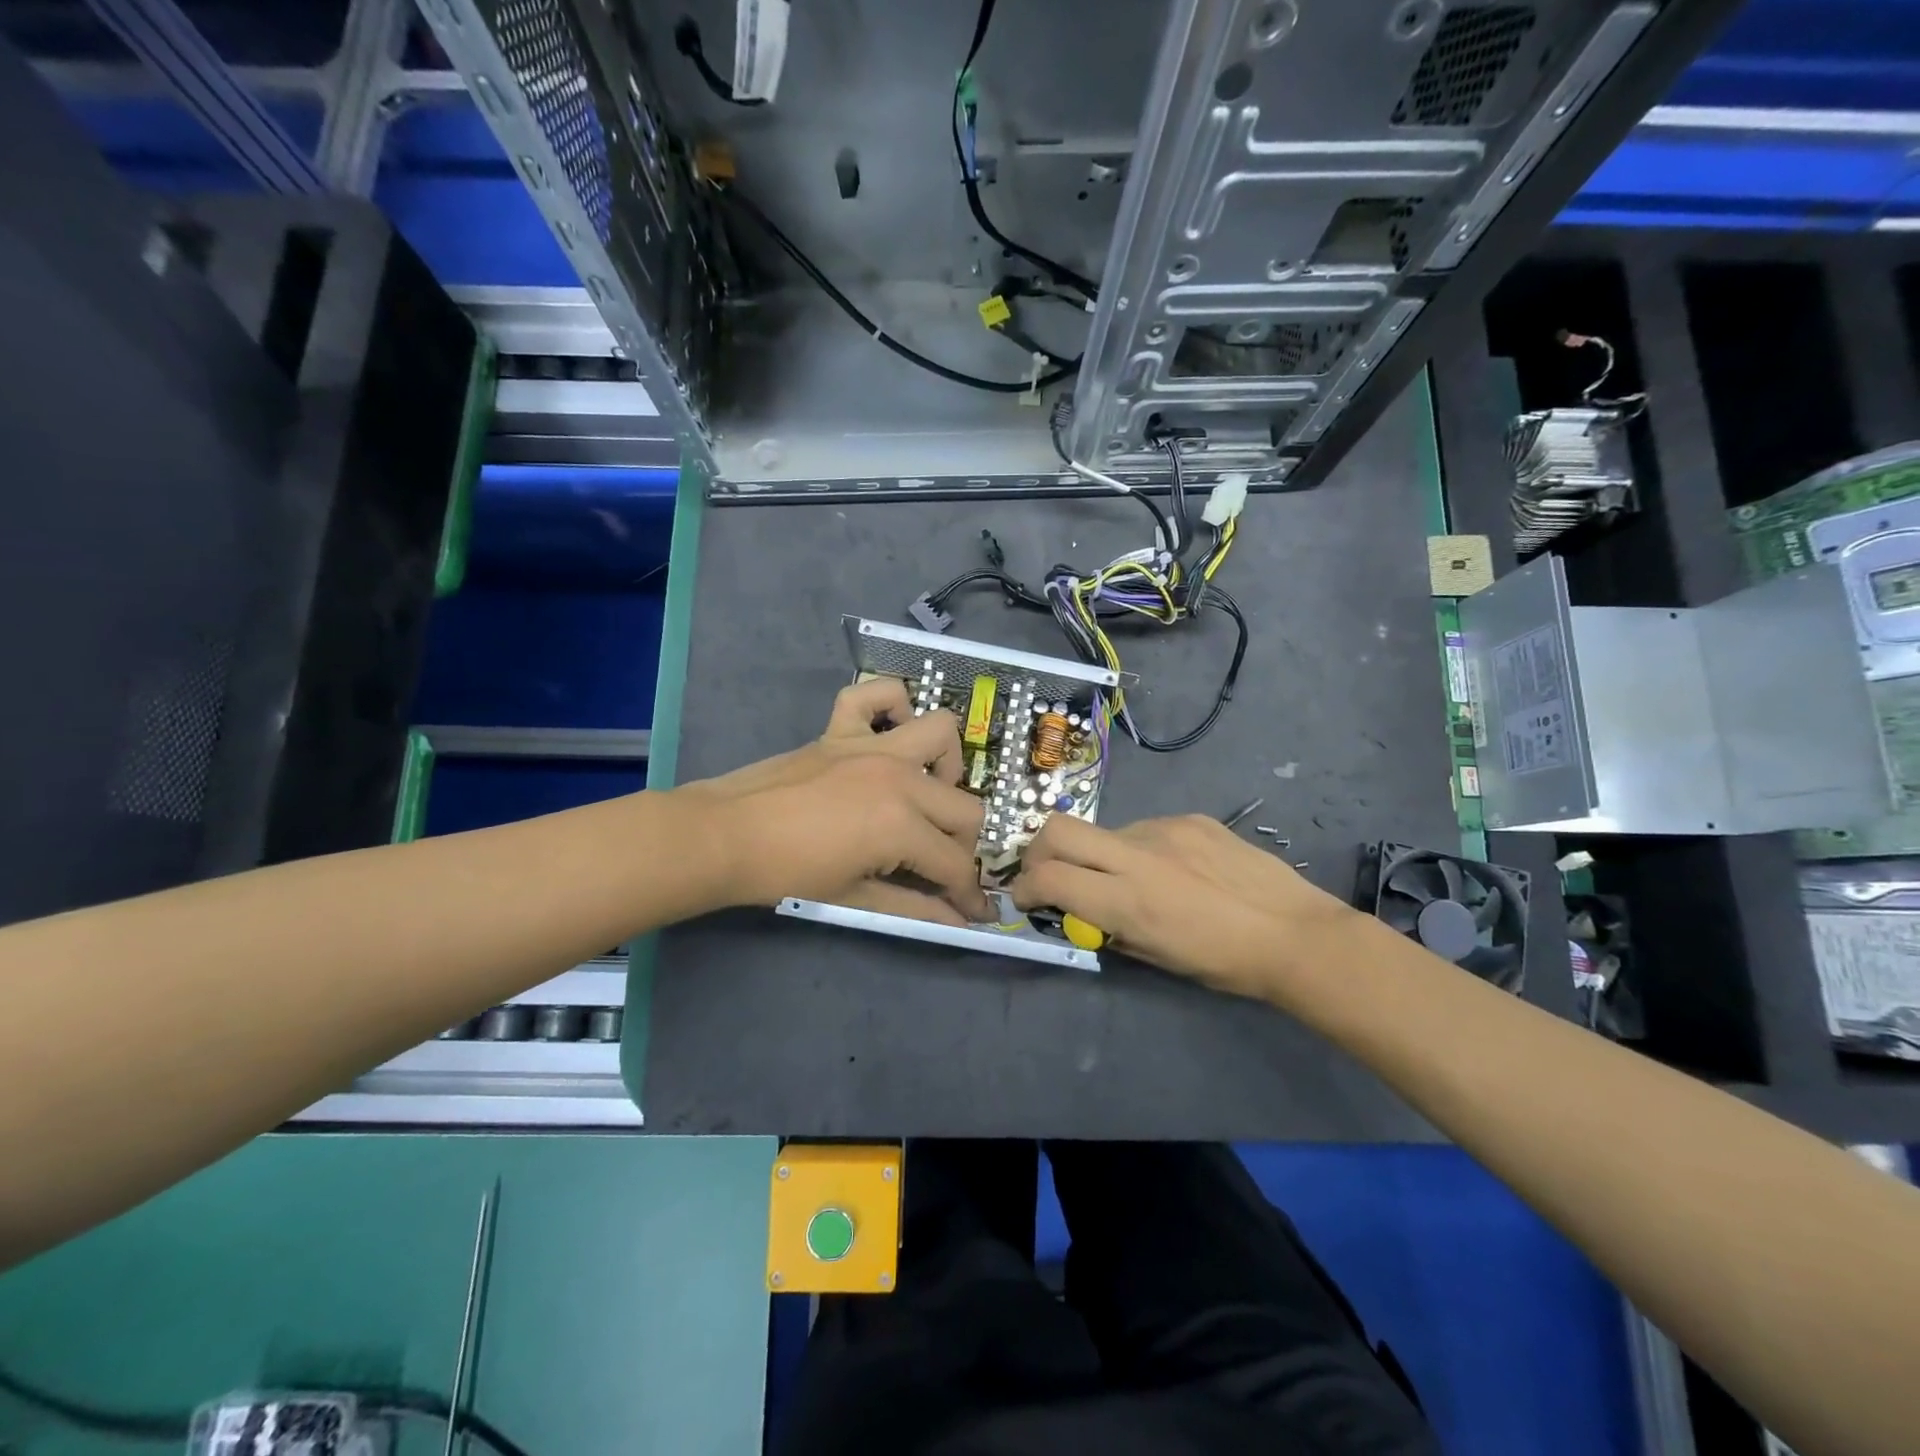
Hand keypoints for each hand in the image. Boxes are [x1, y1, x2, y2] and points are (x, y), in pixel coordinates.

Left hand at [690, 679, 989, 924]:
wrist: (724, 837)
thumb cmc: (785, 875)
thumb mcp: (854, 897)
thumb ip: (915, 908)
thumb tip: (960, 921)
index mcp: (901, 825)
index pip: (956, 862)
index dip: (969, 893)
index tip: (972, 910)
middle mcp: (900, 777)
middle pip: (965, 807)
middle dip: (962, 845)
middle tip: (936, 864)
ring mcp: (872, 746)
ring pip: (942, 734)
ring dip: (946, 766)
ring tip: (923, 794)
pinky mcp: (842, 728)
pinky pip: (876, 695)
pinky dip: (890, 706)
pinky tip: (886, 736)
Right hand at [1011, 813, 1360, 997]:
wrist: (1295, 934)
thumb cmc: (1224, 963)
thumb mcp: (1157, 958)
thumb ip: (1111, 929)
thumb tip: (1083, 912)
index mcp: (1128, 901)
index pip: (1050, 878)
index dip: (1025, 888)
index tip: (1026, 899)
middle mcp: (1137, 856)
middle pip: (1058, 830)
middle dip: (1039, 851)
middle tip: (1049, 873)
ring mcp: (1165, 829)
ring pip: (1105, 831)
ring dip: (1099, 854)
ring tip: (1132, 879)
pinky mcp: (1191, 818)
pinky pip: (1147, 828)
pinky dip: (1141, 849)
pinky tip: (1174, 870)